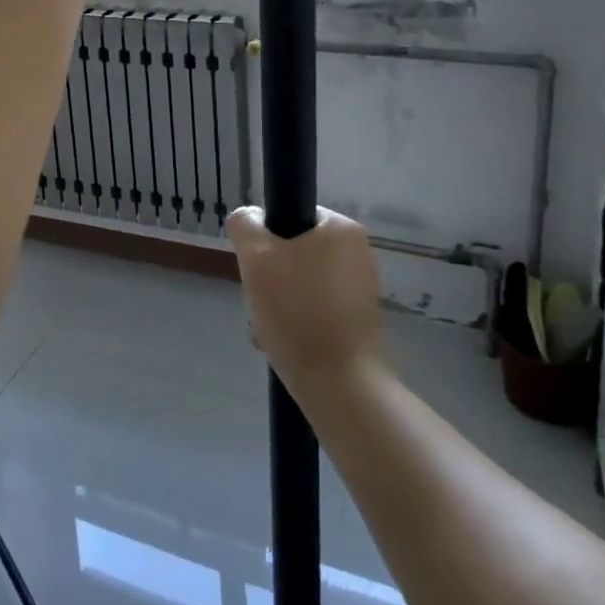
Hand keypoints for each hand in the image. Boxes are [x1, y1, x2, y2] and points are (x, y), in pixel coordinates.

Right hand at [227, 206, 384, 396]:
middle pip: (291, 253)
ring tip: (266, 331)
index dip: (264, 240)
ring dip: (275, 304)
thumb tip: (249, 219)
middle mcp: (356, 253)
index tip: (256, 268)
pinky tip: (280, 345)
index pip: (289, 217)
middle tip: (258, 303)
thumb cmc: (298, 313)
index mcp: (341, 228)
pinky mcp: (356, 323)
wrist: (342, 388)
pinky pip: (313, 311)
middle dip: (267, 279)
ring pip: (298, 285)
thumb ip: (245, 226)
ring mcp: (358, 290)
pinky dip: (294, 323)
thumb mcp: (256, 257)